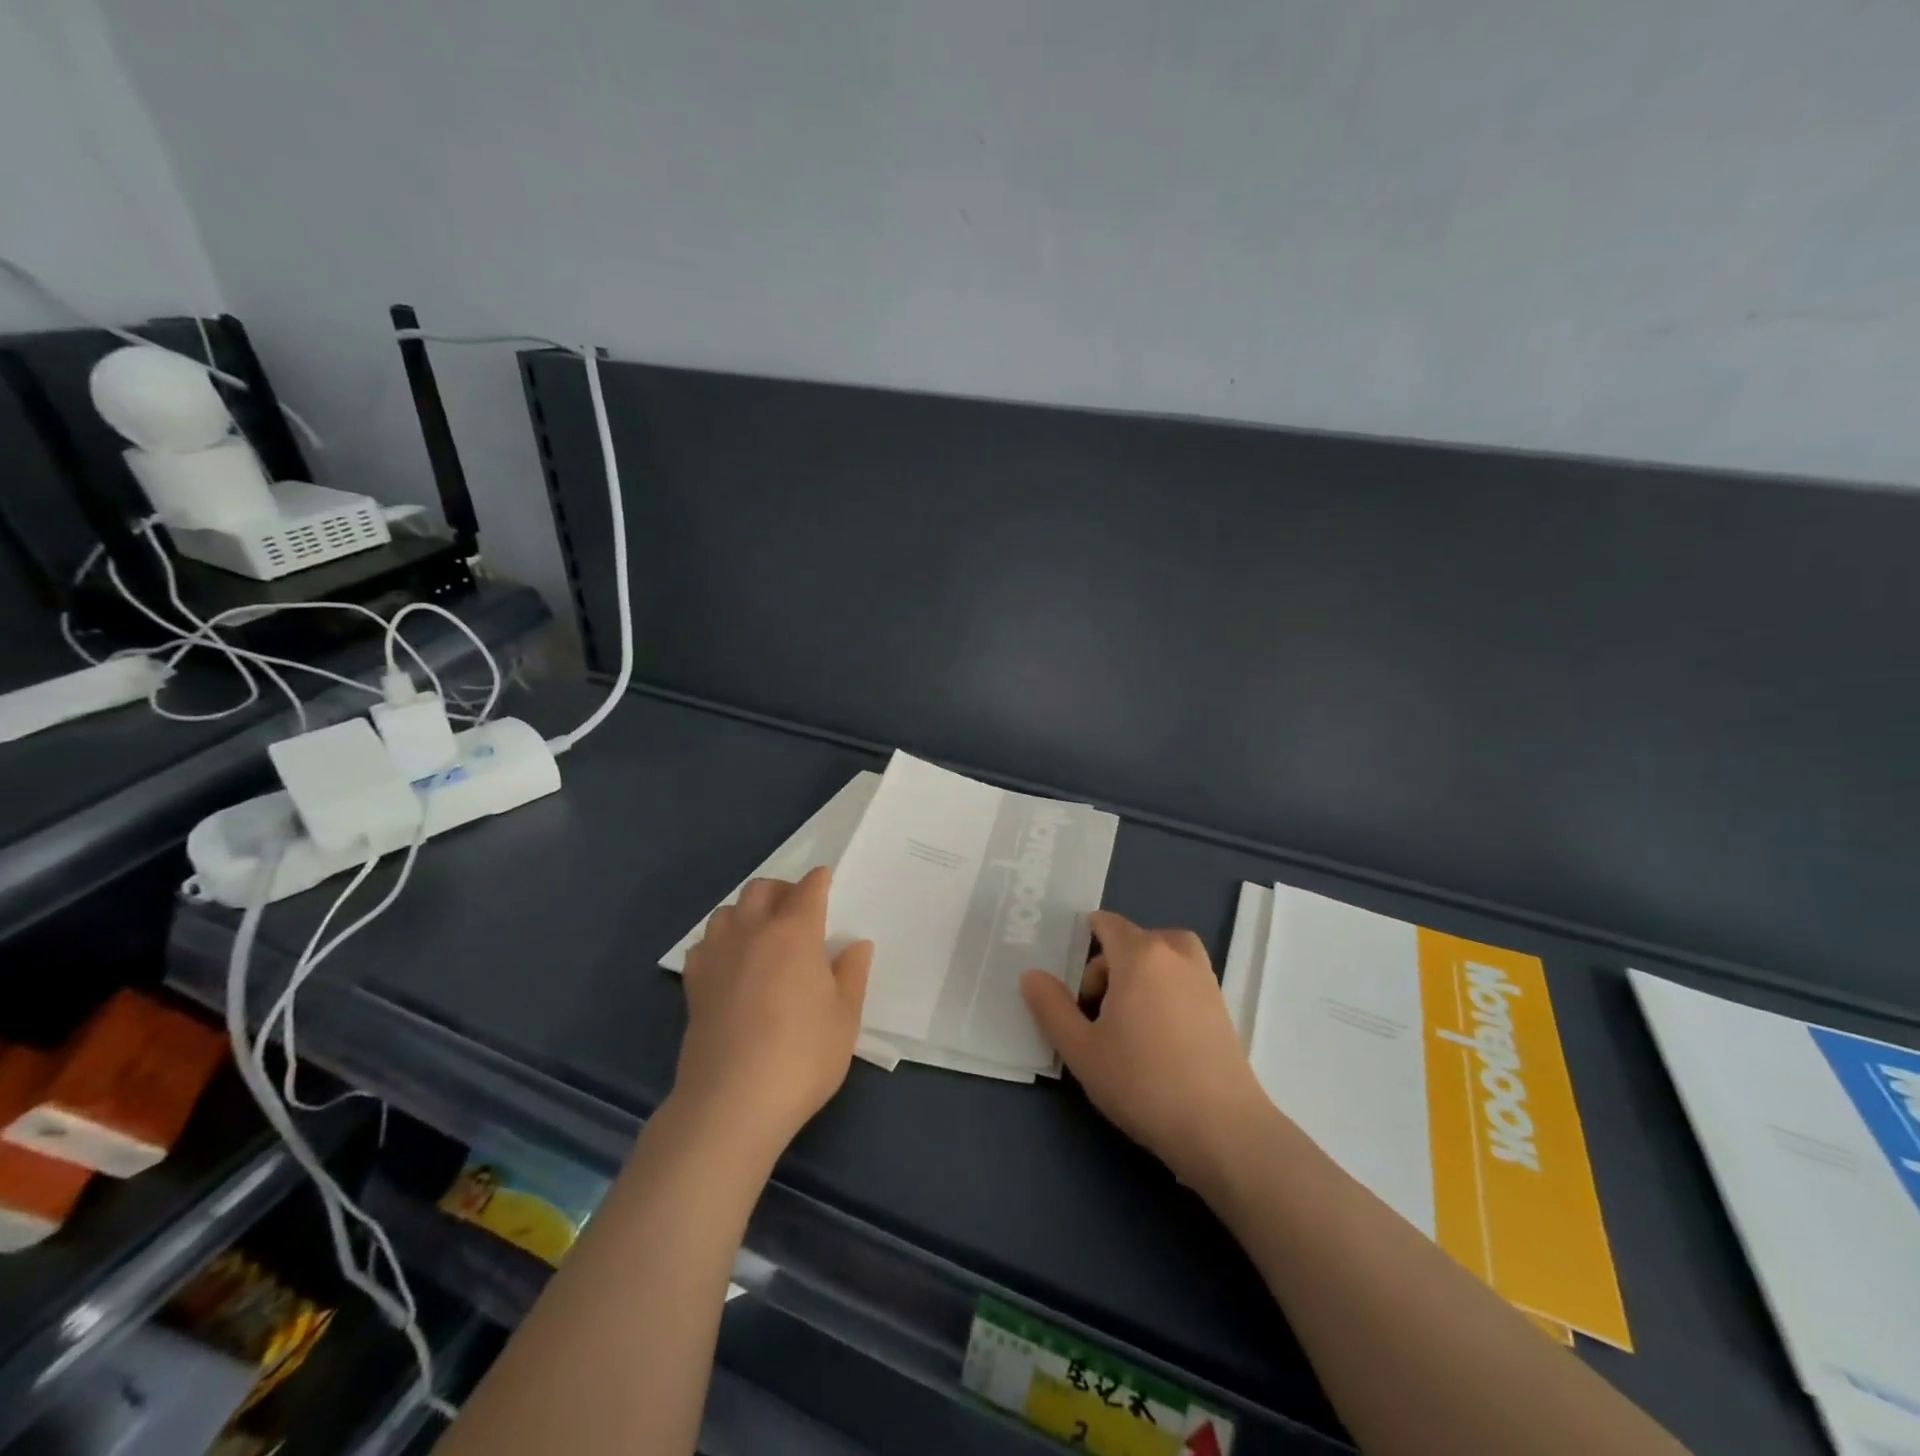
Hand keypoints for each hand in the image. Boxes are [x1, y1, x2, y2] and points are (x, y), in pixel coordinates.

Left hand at [675, 866, 872, 1157]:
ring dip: (747, 911)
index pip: (807, 889)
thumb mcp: (845, 1017)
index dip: (819, 881)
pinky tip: (731, 964)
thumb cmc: (802, 1056)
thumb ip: (851, 974)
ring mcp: (717, 955)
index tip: (825, 882)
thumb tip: (855, 945)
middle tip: (797, 911)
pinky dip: (721, 942)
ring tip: (762, 935)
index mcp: (794, 932)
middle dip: (781, 889)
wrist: (733, 1102)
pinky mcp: (693, 983)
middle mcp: (752, 931)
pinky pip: (705, 943)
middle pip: (761, 889)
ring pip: (728, 910)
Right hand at [1021, 910, 1269, 1190]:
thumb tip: (1031, 975)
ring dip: (1142, 973)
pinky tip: (1157, 1035)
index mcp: (1140, 955)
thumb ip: (1051, 1007)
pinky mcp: (1222, 1007)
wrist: (1221, 1128)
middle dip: (1110, 965)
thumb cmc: (1142, 1082)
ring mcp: (1205, 979)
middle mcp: (1176, 955)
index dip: (1086, 938)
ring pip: (1165, 956)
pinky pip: (1184, 978)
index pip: (1109, 924)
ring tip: (1128, 1017)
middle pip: (1135, 940)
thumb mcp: (1081, 1049)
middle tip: (1096, 1012)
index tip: (1074, 976)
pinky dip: (1166, 989)